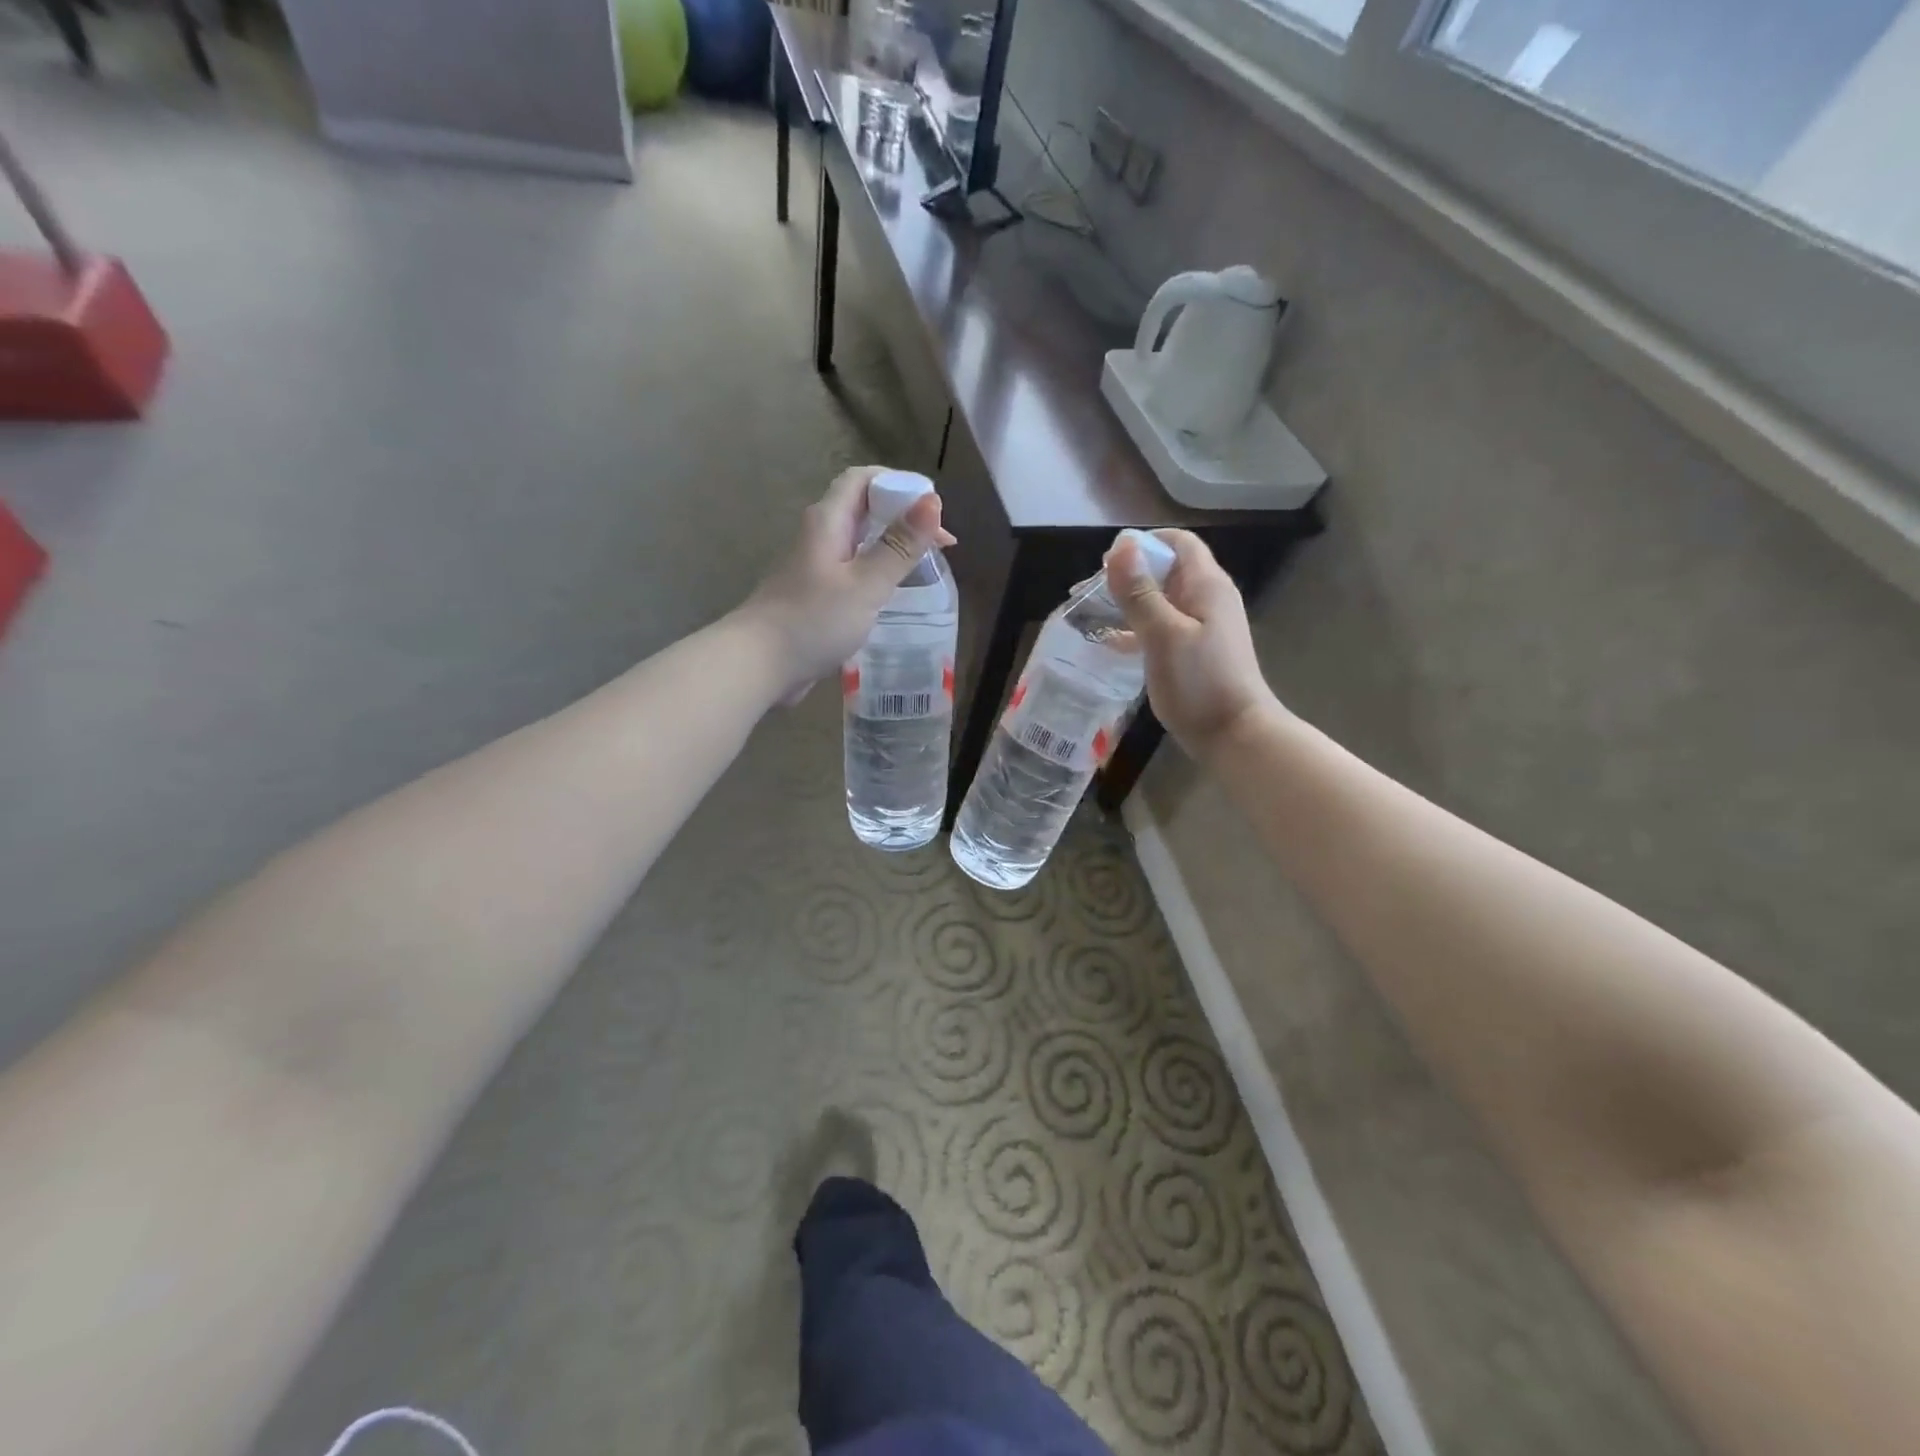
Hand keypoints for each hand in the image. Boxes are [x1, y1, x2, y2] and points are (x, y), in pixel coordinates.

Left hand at [740, 466, 956, 703]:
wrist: (759, 664)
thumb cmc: (813, 620)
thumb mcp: (866, 584)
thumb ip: (899, 546)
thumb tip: (932, 502)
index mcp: (828, 521)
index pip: (862, 480)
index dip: (899, 483)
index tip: (932, 507)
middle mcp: (819, 535)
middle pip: (862, 508)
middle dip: (902, 516)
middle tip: (940, 542)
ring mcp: (814, 566)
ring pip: (858, 541)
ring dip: (891, 545)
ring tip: (924, 563)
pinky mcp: (814, 594)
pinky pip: (851, 569)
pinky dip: (876, 570)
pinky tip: (893, 592)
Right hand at [1105, 529, 1281, 758]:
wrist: (1235, 735)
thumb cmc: (1199, 682)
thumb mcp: (1163, 634)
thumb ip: (1140, 592)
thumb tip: (1120, 546)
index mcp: (1206, 585)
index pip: (1178, 543)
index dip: (1143, 544)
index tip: (1107, 563)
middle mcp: (1208, 598)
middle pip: (1167, 570)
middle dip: (1130, 573)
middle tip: (1091, 592)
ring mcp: (1204, 626)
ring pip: (1162, 600)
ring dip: (1130, 602)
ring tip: (1093, 614)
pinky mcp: (1196, 652)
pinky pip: (1163, 627)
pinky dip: (1138, 629)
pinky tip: (1112, 644)